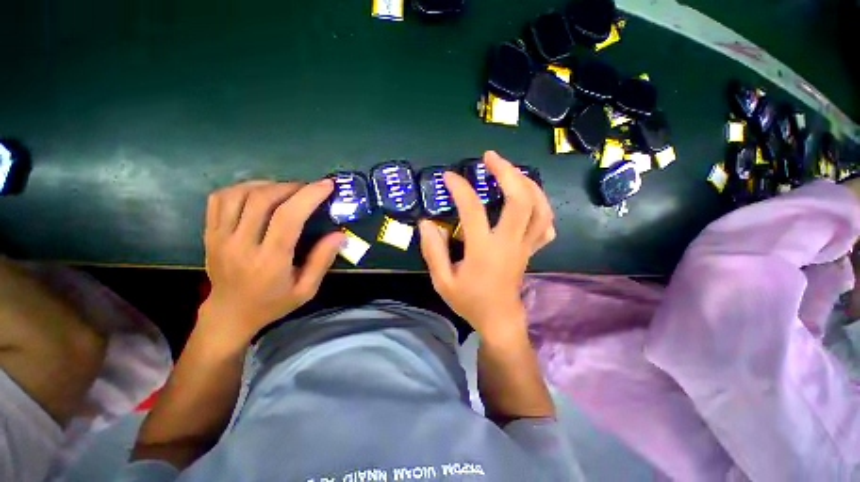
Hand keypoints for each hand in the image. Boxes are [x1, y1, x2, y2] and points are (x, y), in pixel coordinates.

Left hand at [199, 180, 343, 348]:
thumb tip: (340, 234)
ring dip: (267, 185)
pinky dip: (241, 188)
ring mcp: (220, 237)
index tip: (326, 185)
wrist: (229, 314)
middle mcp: (240, 245)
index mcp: (269, 261)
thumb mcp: (306, 289)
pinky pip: (219, 198)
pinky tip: (258, 193)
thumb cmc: (273, 303)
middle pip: (262, 199)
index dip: (309, 196)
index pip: (288, 217)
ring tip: (286, 189)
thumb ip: (322, 260)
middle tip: (309, 188)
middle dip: (291, 187)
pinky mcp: (209, 233)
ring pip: (239, 194)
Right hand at [419, 151, 554, 340]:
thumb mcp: (442, 281)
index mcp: (484, 251)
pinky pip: (546, 224)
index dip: (461, 189)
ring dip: (528, 184)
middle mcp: (510, 243)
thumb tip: (426, 223)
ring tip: (512, 171)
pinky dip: (541, 205)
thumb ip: (433, 251)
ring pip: (540, 209)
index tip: (449, 176)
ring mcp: (525, 246)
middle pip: (520, 201)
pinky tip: (529, 198)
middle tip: (491, 158)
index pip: (473, 210)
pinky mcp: (532, 249)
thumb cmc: (469, 301)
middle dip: (507, 173)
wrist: (499, 319)